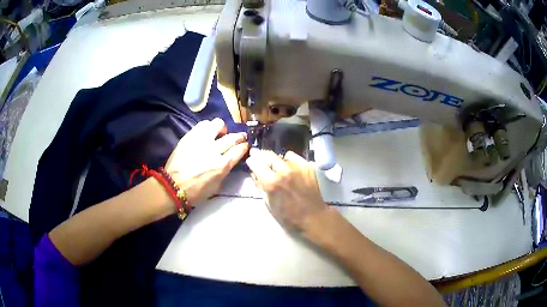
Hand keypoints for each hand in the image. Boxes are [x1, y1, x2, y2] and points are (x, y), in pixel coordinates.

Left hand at [165, 118, 248, 205]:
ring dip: (222, 128)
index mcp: (221, 166)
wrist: (172, 186)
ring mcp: (200, 141)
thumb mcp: (216, 186)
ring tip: (219, 133)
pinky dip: (208, 127)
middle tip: (239, 137)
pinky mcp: (189, 136)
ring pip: (217, 124)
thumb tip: (229, 160)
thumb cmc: (195, 192)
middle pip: (232, 137)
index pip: (239, 150)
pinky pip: (202, 124)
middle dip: (239, 136)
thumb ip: (225, 170)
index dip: (244, 146)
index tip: (245, 145)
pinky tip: (207, 132)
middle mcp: (213, 150)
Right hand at [246, 149, 327, 231]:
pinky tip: (289, 168)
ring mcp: (297, 167)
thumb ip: (260, 186)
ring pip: (281, 155)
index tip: (251, 162)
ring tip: (275, 165)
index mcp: (272, 182)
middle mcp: (284, 171)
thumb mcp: (268, 204)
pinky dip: (289, 160)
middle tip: (258, 157)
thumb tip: (255, 174)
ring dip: (276, 159)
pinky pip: (294, 157)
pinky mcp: (307, 166)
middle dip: (261, 155)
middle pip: (268, 155)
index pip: (256, 163)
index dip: (251, 161)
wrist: (313, 217)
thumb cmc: (289, 216)